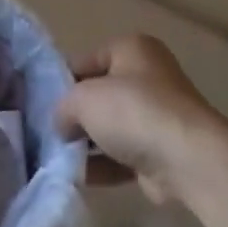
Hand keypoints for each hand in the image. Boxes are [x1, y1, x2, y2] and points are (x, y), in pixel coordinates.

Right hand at [56, 35, 227, 204]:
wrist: (187, 159)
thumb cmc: (133, 111)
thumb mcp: (82, 98)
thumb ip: (63, 107)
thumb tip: (63, 125)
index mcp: (132, 49)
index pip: (85, 60)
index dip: (61, 81)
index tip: (40, 104)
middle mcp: (149, 77)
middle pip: (100, 95)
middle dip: (76, 116)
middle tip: (47, 132)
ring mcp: (159, 116)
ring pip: (111, 128)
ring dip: (87, 144)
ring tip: (58, 158)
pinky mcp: (163, 152)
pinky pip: (124, 156)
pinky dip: (103, 166)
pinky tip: (78, 177)